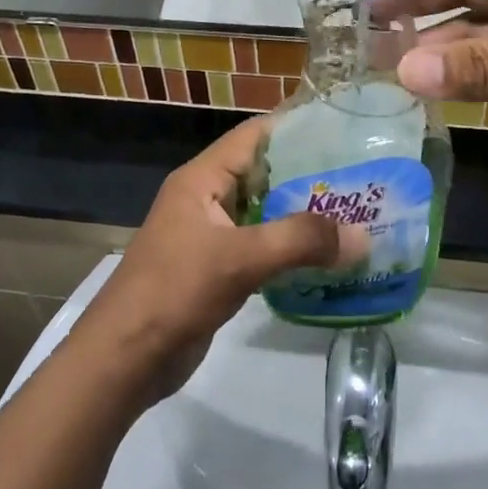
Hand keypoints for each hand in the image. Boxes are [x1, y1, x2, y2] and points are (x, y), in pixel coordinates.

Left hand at [77, 117, 366, 398]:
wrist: (124, 360)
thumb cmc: (174, 291)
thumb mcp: (239, 258)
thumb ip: (300, 241)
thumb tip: (363, 235)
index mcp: (202, 179)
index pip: (254, 136)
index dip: (296, 128)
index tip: (344, 131)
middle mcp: (207, 199)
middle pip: (264, 174)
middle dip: (310, 176)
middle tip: (362, 179)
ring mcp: (211, 236)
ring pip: (265, 213)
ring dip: (304, 216)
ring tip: (356, 216)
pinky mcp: (217, 270)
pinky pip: (261, 248)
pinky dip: (291, 250)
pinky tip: (327, 259)